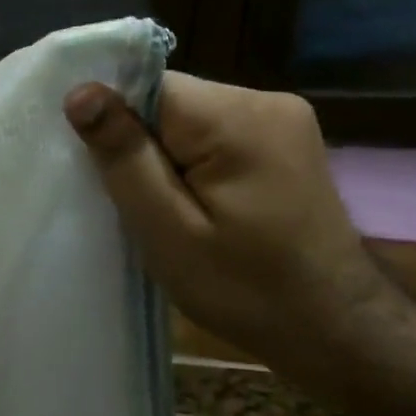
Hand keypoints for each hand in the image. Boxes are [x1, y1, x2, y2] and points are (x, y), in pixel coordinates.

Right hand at [64, 75, 392, 366]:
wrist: (335, 328)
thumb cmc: (245, 289)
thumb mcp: (168, 231)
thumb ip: (125, 157)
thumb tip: (80, 92)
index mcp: (237, 117)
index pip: (147, 87)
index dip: (115, 124)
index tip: (104, 172)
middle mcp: (266, 100)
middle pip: (169, 100)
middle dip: (141, 144)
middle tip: (139, 205)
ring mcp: (283, 120)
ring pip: (189, 119)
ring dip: (165, 156)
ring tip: (167, 211)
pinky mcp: (286, 142)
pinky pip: (215, 134)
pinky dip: (192, 163)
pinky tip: (197, 205)